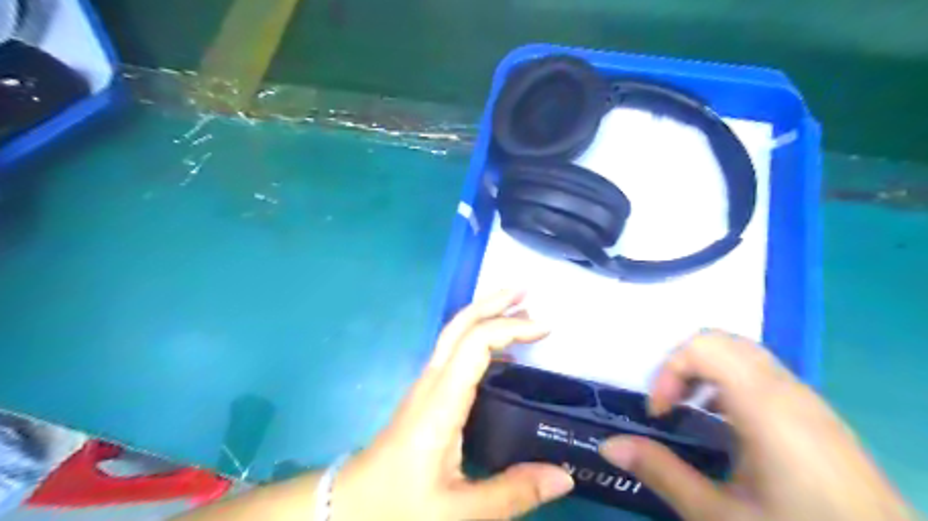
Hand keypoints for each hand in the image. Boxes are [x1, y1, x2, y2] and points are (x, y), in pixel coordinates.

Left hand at [334, 292, 576, 519]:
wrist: (349, 507)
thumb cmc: (398, 506)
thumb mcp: (458, 512)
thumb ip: (512, 493)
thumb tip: (564, 476)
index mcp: (441, 402)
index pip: (475, 344)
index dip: (510, 328)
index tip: (545, 328)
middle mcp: (432, 382)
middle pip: (459, 325)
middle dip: (492, 302)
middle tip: (526, 291)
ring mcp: (425, 386)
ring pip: (454, 335)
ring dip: (485, 316)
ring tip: (518, 312)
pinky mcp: (425, 395)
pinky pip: (454, 353)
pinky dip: (479, 340)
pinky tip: (501, 356)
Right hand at [594, 331, 912, 519]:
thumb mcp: (719, 517)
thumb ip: (660, 472)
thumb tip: (607, 444)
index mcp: (765, 407)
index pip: (704, 347)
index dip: (670, 369)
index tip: (660, 412)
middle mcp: (789, 391)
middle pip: (722, 340)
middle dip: (683, 364)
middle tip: (671, 405)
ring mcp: (809, 400)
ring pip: (744, 353)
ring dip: (706, 370)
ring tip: (694, 411)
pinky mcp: (818, 414)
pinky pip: (764, 372)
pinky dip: (731, 380)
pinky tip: (729, 425)